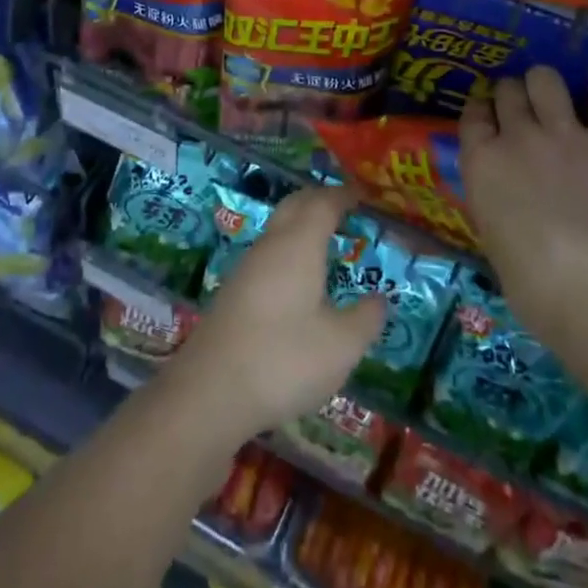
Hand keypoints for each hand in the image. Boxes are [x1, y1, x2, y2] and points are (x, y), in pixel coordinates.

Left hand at [165, 184, 385, 440]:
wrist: (208, 392)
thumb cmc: (283, 360)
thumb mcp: (341, 346)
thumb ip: (366, 319)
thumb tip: (379, 299)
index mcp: (300, 244)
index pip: (324, 203)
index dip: (344, 195)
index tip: (363, 195)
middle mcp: (271, 245)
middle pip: (295, 205)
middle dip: (320, 199)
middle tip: (344, 206)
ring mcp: (247, 267)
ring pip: (278, 229)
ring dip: (301, 224)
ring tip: (325, 239)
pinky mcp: (233, 292)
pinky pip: (268, 253)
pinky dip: (288, 249)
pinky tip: (297, 278)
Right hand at [460, 67, 587, 346]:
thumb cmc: (535, 288)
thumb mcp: (494, 241)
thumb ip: (496, 204)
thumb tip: (507, 200)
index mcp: (482, 163)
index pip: (472, 115)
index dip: (482, 111)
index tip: (490, 117)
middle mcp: (517, 136)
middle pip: (508, 90)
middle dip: (514, 95)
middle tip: (526, 110)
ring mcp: (566, 133)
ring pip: (546, 80)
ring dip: (548, 85)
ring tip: (559, 97)